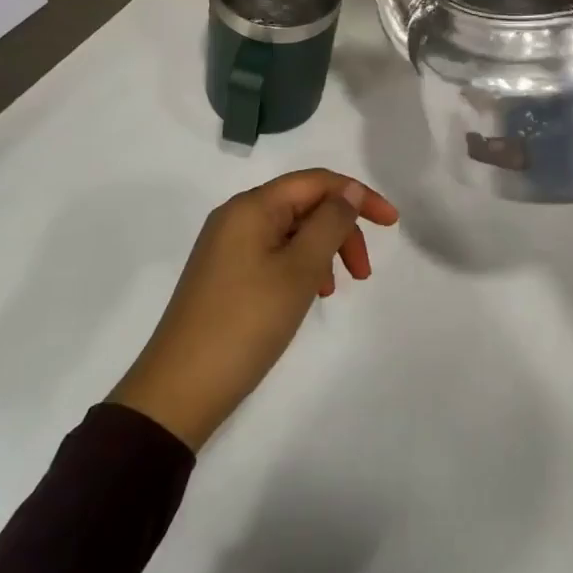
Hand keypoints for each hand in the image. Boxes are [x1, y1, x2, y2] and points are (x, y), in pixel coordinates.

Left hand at [108, 170, 398, 450]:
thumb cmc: (246, 323)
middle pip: (304, 204)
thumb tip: (349, 190)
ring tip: (334, 290)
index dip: (358, 195)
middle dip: (341, 229)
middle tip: (363, 273)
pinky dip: (300, 266)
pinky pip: (274, 253)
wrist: (179, 392)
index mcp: (252, 206)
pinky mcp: (224, 273)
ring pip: (291, 231)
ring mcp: (227, 246)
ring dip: (323, 250)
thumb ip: (330, 223)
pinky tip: (307, 295)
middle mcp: (237, 216)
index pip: (316, 181)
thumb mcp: (299, 270)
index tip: (392, 223)